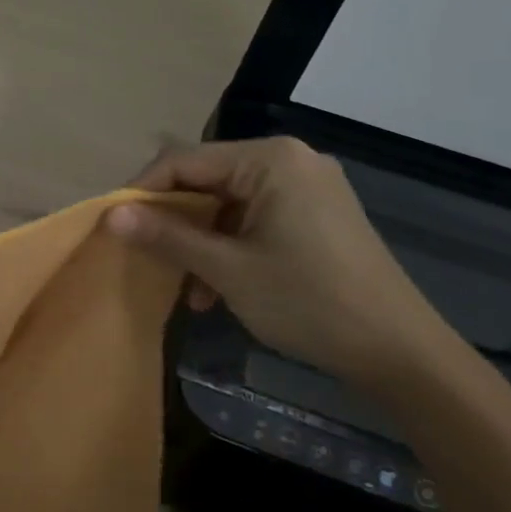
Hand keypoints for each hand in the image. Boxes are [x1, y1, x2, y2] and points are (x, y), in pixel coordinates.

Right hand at [107, 137, 455, 385]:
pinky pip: (255, 218)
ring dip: (201, 241)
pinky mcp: (317, 213)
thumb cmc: (308, 302)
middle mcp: (289, 160)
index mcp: (269, 159)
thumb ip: (167, 235)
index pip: (184, 161)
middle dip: (174, 222)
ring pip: (228, 204)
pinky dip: (231, 246)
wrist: (400, 352)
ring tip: (190, 290)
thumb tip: (110, 215)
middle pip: (207, 180)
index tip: (114, 226)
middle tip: (148, 257)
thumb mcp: (227, 270)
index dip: (143, 191)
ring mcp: (307, 187)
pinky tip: (219, 289)